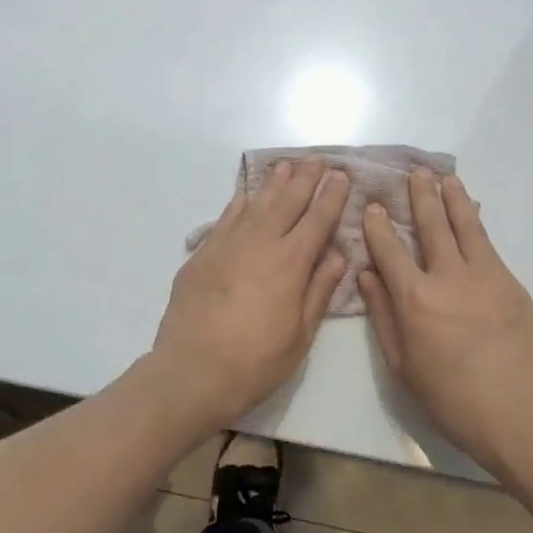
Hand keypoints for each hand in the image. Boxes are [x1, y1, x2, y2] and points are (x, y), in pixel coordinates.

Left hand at [151, 158, 349, 427]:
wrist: (191, 372)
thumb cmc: (255, 362)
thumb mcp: (300, 334)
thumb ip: (319, 289)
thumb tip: (337, 253)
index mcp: (290, 262)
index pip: (317, 219)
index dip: (331, 196)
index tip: (341, 176)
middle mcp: (260, 243)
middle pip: (287, 202)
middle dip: (305, 179)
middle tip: (316, 160)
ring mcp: (227, 245)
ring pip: (256, 204)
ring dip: (274, 183)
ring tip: (286, 165)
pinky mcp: (202, 254)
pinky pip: (226, 218)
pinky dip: (240, 203)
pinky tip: (247, 195)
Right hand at [360, 171, 532, 472]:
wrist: (516, 412)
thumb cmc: (449, 397)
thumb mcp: (401, 363)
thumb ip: (383, 314)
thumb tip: (367, 275)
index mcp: (415, 299)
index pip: (390, 249)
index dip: (379, 225)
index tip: (373, 206)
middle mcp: (449, 277)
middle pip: (432, 226)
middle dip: (420, 197)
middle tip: (414, 174)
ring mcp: (485, 276)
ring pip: (466, 226)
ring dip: (453, 199)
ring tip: (445, 178)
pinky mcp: (511, 284)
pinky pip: (488, 246)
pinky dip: (476, 225)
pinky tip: (472, 217)